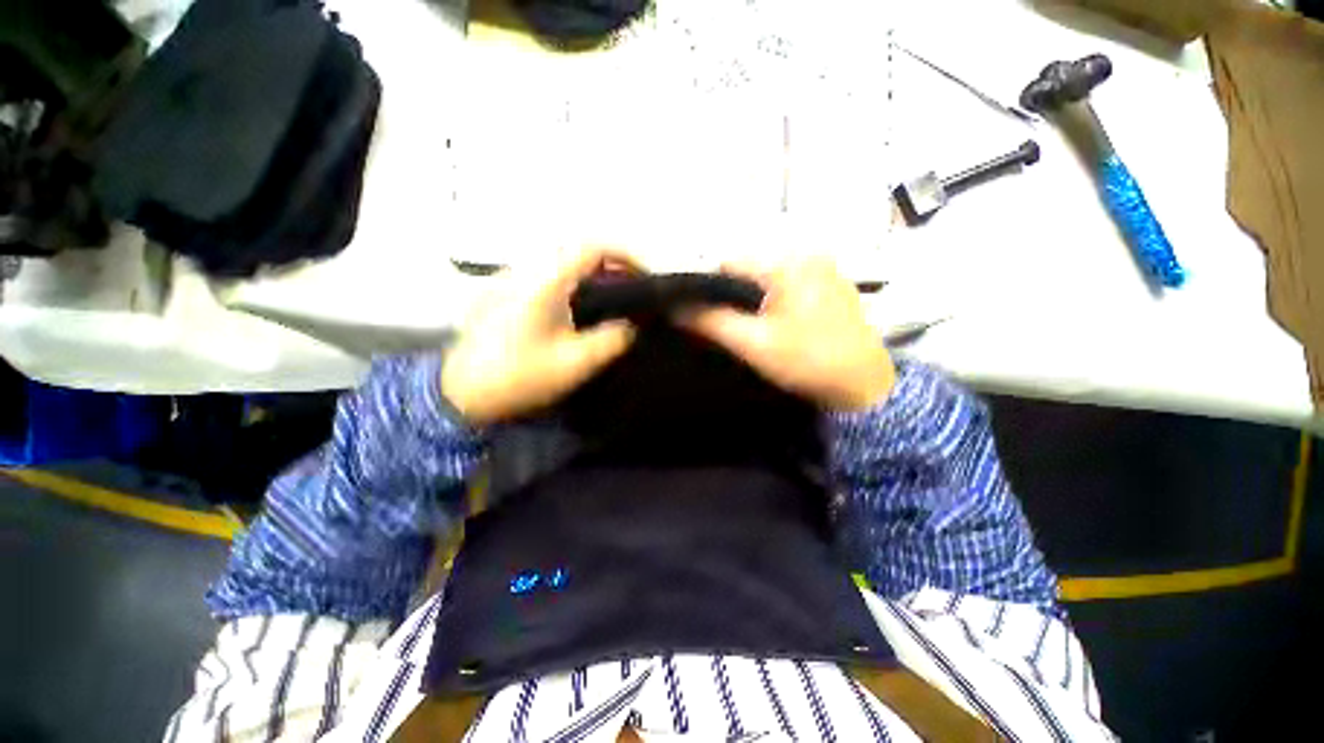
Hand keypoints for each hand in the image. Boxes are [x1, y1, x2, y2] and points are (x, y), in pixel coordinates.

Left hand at [441, 248, 636, 425]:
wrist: (460, 393)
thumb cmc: (519, 377)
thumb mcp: (574, 364)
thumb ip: (611, 341)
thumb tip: (631, 325)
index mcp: (544, 281)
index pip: (592, 248)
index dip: (624, 257)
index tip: (643, 277)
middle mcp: (525, 269)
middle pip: (576, 250)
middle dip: (609, 266)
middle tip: (630, 291)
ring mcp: (510, 279)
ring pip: (560, 261)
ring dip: (589, 273)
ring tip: (608, 299)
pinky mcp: (502, 292)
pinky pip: (545, 274)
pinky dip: (570, 282)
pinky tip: (575, 309)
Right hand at [680, 256, 894, 411]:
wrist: (864, 386)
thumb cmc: (807, 360)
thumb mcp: (753, 343)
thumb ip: (712, 322)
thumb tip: (676, 309)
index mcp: (788, 263)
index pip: (731, 263)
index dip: (711, 289)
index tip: (707, 317)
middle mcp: (808, 256)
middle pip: (751, 271)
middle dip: (735, 297)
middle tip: (735, 329)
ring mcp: (825, 271)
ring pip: (770, 280)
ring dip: (756, 301)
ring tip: (756, 330)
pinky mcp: (834, 288)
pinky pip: (791, 288)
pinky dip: (777, 303)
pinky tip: (781, 327)